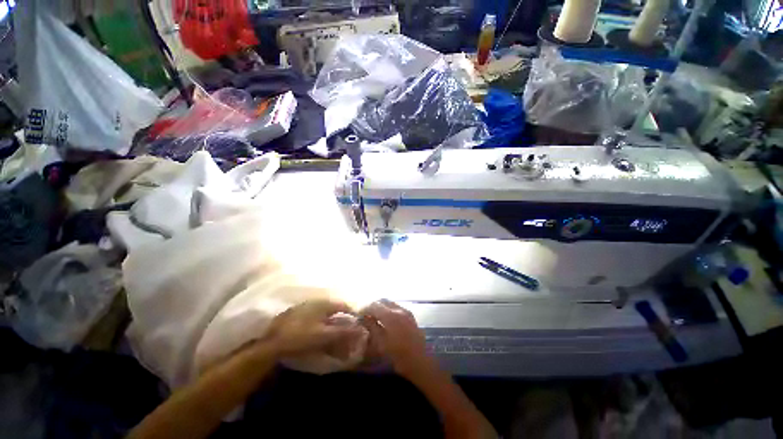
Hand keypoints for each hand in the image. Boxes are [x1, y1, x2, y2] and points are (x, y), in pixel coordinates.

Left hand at [264, 299, 362, 356]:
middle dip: (342, 320)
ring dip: (331, 323)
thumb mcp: (324, 335)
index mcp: (324, 303)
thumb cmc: (300, 337)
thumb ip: (344, 332)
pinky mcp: (296, 314)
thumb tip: (362, 330)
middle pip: (334, 309)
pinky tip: (318, 334)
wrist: (271, 343)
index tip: (357, 326)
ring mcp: (305, 307)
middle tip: (345, 333)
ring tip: (333, 335)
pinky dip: (321, 324)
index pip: (344, 306)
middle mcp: (316, 302)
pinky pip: (315, 317)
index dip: (352, 315)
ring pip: (324, 313)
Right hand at [362, 299, 431, 378]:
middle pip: (382, 301)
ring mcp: (406, 311)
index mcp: (390, 315)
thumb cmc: (398, 355)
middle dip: (373, 305)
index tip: (358, 313)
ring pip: (390, 303)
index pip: (374, 305)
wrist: (420, 362)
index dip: (364, 307)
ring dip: (381, 306)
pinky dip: (389, 309)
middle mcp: (399, 309)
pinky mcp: (410, 315)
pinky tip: (385, 318)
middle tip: (365, 313)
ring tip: (374, 315)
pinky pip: (396, 307)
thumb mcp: (381, 343)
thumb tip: (364, 317)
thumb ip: (372, 327)